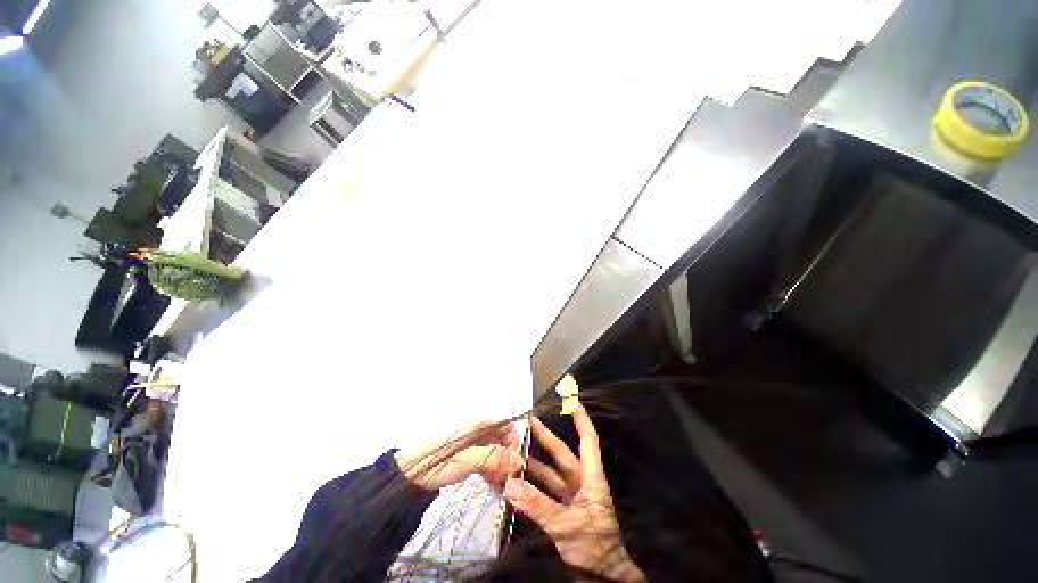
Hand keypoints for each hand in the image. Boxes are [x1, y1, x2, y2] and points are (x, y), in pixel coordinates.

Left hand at [394, 420, 523, 490]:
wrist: (409, 476)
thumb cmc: (437, 462)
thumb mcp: (467, 460)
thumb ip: (493, 458)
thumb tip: (518, 461)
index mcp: (479, 426)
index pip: (507, 425)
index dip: (514, 441)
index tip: (514, 463)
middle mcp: (479, 432)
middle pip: (503, 440)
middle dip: (509, 458)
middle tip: (509, 479)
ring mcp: (475, 445)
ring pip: (497, 452)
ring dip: (502, 467)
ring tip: (501, 487)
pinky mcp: (470, 457)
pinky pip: (488, 461)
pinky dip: (493, 472)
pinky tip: (493, 486)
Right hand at [504, 403, 644, 581]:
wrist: (602, 579)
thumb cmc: (594, 548)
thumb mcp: (565, 525)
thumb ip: (537, 504)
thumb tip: (511, 483)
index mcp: (591, 479)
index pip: (588, 441)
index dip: (581, 420)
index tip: (572, 401)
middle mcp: (581, 483)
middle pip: (563, 455)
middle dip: (547, 438)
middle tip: (530, 422)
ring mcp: (572, 498)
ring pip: (551, 474)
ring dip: (535, 464)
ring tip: (516, 452)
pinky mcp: (564, 511)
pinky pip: (545, 493)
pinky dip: (532, 487)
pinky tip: (517, 483)